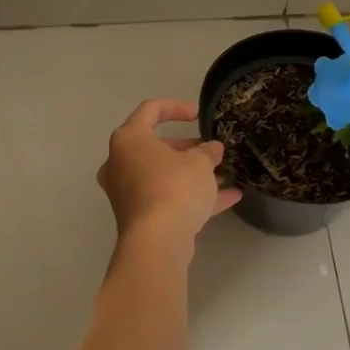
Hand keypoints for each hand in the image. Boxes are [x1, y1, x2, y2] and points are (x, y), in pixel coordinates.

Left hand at [98, 100, 242, 245]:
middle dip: (187, 147)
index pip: (150, 110)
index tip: (199, 114)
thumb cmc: (174, 188)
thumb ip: (207, 151)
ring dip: (191, 173)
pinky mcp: (139, 216)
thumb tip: (212, 149)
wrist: (157, 241)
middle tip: (211, 149)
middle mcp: (121, 163)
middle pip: (155, 146)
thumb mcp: (199, 163)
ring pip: (162, 175)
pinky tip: (229, 198)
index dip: (177, 107)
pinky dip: (192, 196)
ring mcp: (128, 192)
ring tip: (223, 173)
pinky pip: (167, 198)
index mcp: (129, 140)